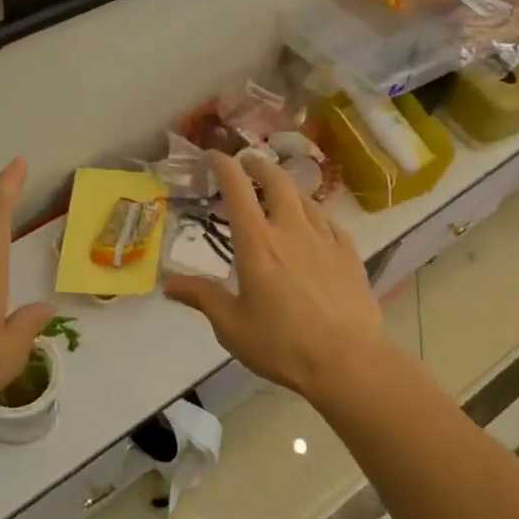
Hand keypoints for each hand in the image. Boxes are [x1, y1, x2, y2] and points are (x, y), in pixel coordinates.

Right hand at [164, 154, 388, 398]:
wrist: (348, 361)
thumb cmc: (283, 345)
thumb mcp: (232, 326)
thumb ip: (202, 298)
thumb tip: (168, 283)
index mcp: (257, 243)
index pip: (238, 191)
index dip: (224, 167)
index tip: (215, 156)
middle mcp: (291, 230)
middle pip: (277, 181)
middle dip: (260, 165)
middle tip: (249, 163)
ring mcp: (325, 239)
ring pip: (305, 198)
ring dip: (287, 188)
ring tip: (278, 194)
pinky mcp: (349, 254)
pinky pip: (329, 221)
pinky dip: (314, 214)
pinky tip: (313, 225)